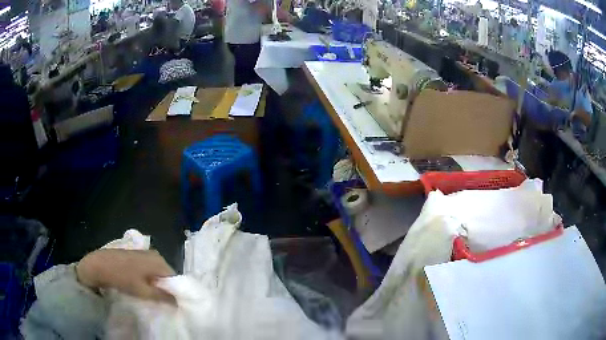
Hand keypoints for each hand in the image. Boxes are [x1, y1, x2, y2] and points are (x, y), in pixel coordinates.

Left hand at [76, 249, 175, 303]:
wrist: (98, 264)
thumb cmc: (122, 277)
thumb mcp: (144, 291)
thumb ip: (163, 297)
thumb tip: (179, 302)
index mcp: (159, 260)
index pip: (174, 279)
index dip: (174, 292)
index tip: (170, 304)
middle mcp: (154, 254)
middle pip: (165, 275)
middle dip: (163, 289)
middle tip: (159, 301)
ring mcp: (143, 254)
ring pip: (155, 273)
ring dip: (154, 285)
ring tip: (149, 296)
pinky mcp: (134, 255)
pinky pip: (147, 270)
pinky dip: (146, 280)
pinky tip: (140, 288)